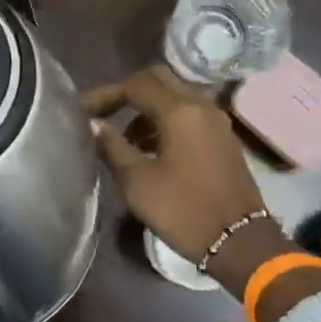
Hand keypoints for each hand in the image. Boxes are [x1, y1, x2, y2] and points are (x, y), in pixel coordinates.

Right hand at [83, 66, 276, 263]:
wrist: (238, 241)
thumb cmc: (182, 210)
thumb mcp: (137, 181)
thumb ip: (112, 146)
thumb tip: (94, 125)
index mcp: (179, 111)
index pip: (135, 85)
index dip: (105, 94)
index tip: (81, 111)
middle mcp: (201, 106)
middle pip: (159, 80)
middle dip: (127, 92)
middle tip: (103, 113)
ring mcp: (216, 121)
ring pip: (176, 96)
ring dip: (147, 108)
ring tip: (123, 137)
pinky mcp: (223, 138)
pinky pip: (189, 114)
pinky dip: (165, 120)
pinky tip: (150, 148)